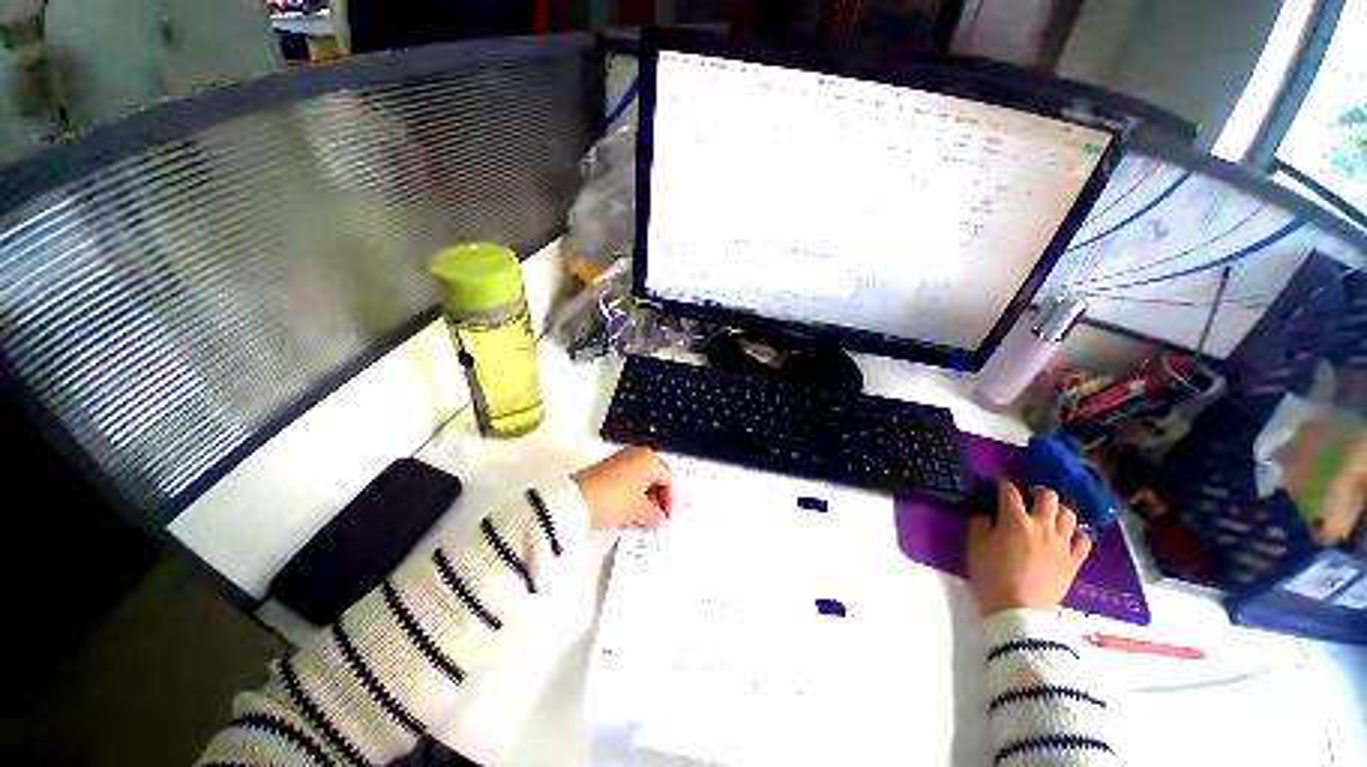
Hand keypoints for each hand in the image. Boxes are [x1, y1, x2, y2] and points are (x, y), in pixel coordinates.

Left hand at [572, 447, 672, 528]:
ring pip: (640, 478)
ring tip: (638, 517)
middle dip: (656, 498)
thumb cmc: (615, 501)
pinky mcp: (607, 466)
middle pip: (654, 477)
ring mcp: (620, 458)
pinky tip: (625, 509)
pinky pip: (627, 478)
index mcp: (649, 458)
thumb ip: (655, 515)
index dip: (668, 500)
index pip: (668, 479)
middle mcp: (637, 453)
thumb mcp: (639, 511)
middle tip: (653, 518)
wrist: (575, 500)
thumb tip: (660, 518)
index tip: (664, 519)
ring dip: (643, 497)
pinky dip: (630, 493)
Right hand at [967, 480, 1091, 614]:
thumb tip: (988, 516)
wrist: (1018, 611)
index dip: (1003, 485)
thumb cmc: (991, 575)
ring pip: (1068, 514)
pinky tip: (1066, 537)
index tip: (998, 486)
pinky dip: (1076, 534)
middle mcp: (1041, 525)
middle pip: (1047, 496)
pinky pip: (1084, 540)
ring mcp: (1062, 543)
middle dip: (1036, 491)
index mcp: (1014, 520)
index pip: (1009, 491)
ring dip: (1058, 510)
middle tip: (1027, 497)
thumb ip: (980, 524)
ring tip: (1048, 516)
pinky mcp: (1074, 561)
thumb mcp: (974, 546)